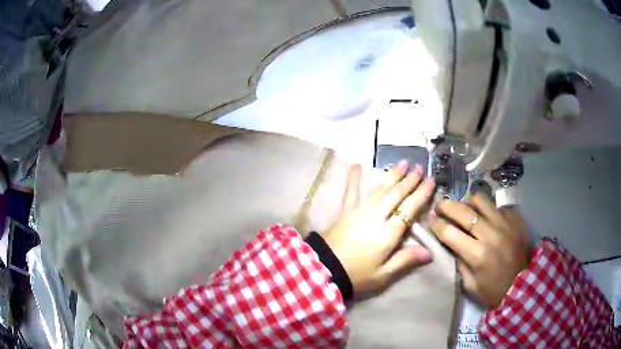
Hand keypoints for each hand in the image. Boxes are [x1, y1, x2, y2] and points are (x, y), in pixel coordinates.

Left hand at [323, 160, 435, 292]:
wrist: (324, 270)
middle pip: (396, 194)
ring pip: (380, 189)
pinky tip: (355, 164)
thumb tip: (429, 252)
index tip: (431, 180)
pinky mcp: (345, 211)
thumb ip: (406, 260)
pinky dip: (353, 178)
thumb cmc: (356, 275)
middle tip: (419, 168)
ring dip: (392, 175)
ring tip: (402, 163)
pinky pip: (351, 191)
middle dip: (410, 180)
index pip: (410, 208)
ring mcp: (359, 210)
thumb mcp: (383, 274)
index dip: (422, 194)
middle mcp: (376, 216)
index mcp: (388, 232)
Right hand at [429, 194, 530, 308]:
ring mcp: (504, 223)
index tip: (429, 219)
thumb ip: (459, 262)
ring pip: (481, 201)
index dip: (436, 224)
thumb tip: (449, 244)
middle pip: (463, 211)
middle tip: (439, 205)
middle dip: (447, 206)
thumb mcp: (470, 284)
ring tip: (463, 207)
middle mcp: (490, 234)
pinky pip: (496, 206)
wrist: (522, 285)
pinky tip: (484, 216)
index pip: (450, 233)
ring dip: (467, 202)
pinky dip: (486, 209)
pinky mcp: (514, 219)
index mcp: (477, 254)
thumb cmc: (493, 290)